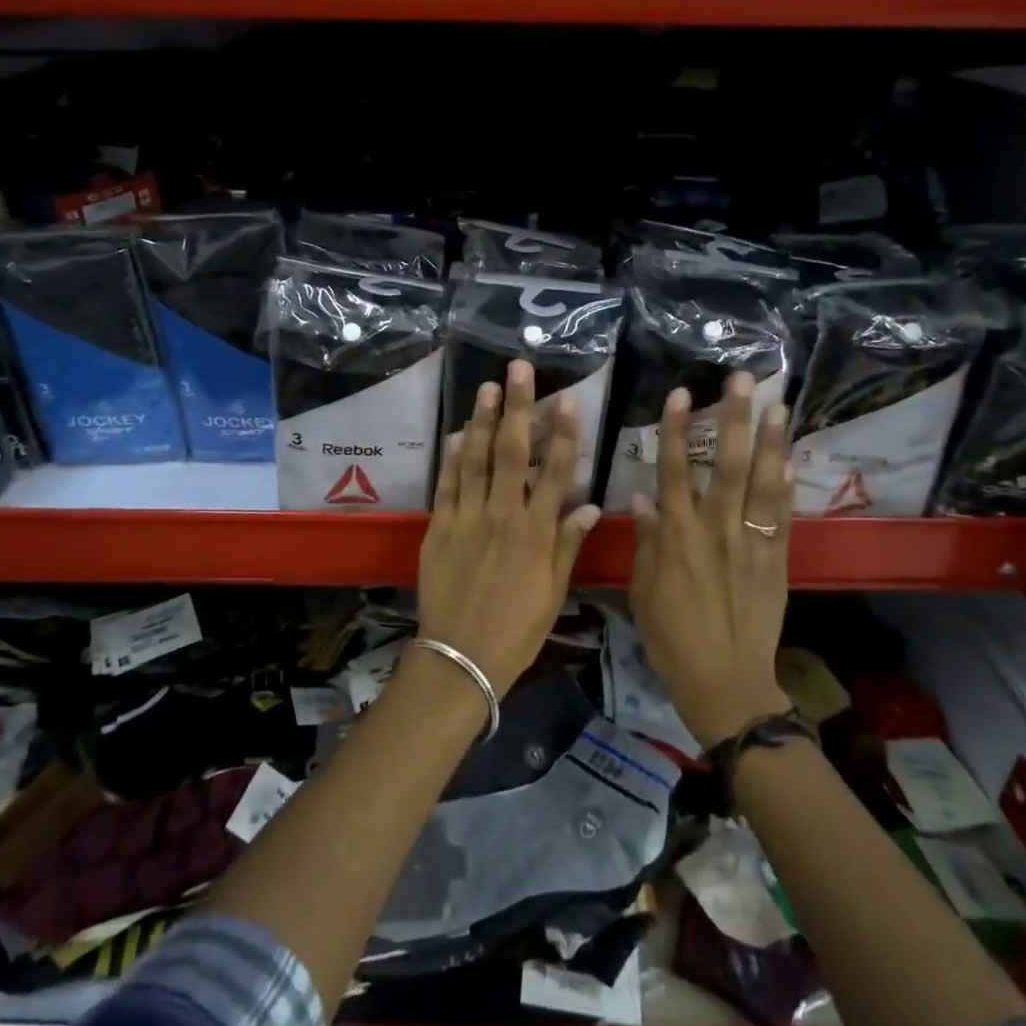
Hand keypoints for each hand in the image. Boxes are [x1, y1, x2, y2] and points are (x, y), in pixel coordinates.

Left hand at [417, 360, 602, 695]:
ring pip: (475, 459)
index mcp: (536, 532)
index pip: (555, 472)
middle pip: (512, 452)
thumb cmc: (516, 629)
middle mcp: (503, 515)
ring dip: (481, 420)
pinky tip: (456, 432)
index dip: (562, 433)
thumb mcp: (554, 592)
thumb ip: (567, 544)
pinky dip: (450, 458)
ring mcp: (467, 519)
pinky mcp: (438, 528)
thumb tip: (587, 506)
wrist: (461, 657)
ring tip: (487, 386)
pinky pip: (446, 485)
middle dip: (517, 407)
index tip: (566, 398)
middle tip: (518, 368)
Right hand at [629, 372, 794, 747]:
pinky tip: (789, 458)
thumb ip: (646, 541)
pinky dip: (786, 486)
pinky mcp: (776, 560)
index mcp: (676, 536)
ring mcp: (750, 542)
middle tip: (742, 380)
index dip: (676, 430)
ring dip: (769, 441)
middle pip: (724, 464)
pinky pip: (782, 516)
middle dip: (732, 419)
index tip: (681, 394)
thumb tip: (642, 497)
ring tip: (778, 404)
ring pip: (760, 483)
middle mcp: (714, 529)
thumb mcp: (642, 590)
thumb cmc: (672, 637)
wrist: (725, 680)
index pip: (673, 470)